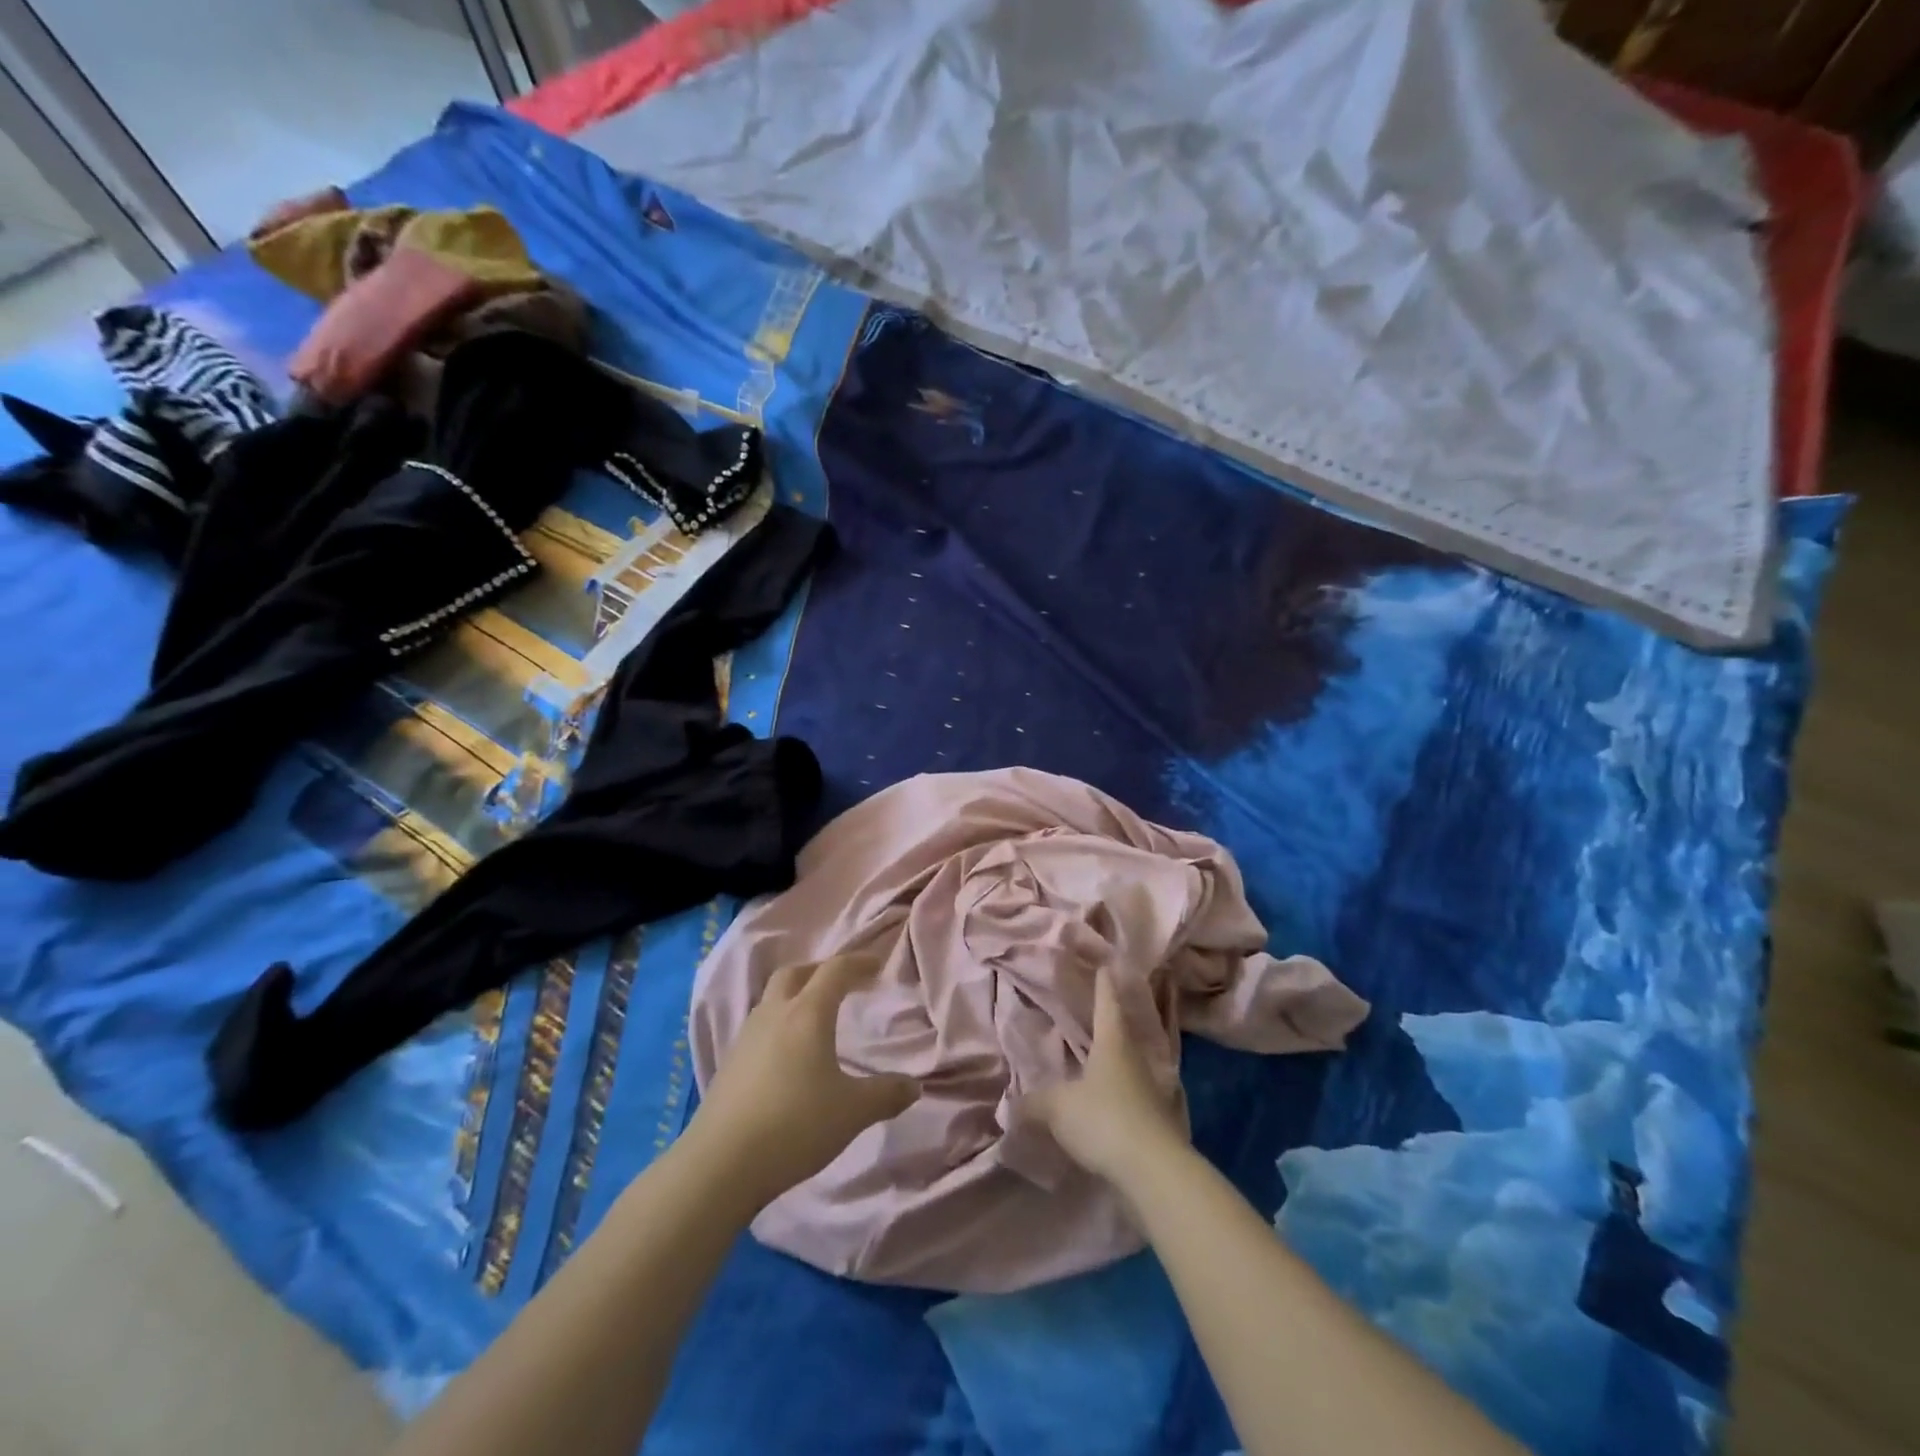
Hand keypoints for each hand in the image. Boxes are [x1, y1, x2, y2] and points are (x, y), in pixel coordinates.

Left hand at [685, 955, 919, 1209]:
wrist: (720, 1163)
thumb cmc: (795, 1125)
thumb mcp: (852, 1112)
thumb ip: (886, 1094)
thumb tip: (913, 1086)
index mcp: (808, 1013)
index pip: (835, 970)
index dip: (858, 963)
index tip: (877, 965)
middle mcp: (774, 1014)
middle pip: (796, 973)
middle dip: (821, 971)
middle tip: (842, 983)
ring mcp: (746, 1037)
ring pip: (772, 998)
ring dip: (796, 995)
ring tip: (815, 1017)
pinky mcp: (729, 1063)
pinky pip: (760, 1026)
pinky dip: (779, 1024)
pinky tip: (788, 1054)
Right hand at [1023, 970, 1189, 1185]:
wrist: (1153, 1171)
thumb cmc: (1103, 1119)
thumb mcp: (1058, 1108)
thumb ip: (1034, 1103)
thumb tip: (1010, 1104)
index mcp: (1112, 1043)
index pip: (1107, 1004)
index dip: (1103, 985)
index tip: (1105, 966)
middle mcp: (1135, 1059)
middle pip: (1122, 1032)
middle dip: (1110, 1021)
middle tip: (1097, 1009)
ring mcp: (1151, 1090)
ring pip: (1130, 1065)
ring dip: (1116, 1060)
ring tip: (1100, 1056)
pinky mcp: (1156, 1121)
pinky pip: (1133, 1096)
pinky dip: (1120, 1093)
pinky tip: (1108, 1101)